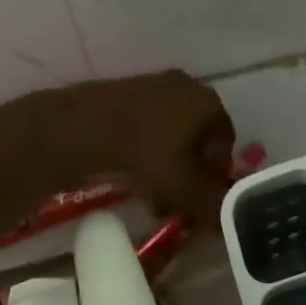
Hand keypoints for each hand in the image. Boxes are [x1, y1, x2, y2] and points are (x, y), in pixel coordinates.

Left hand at [70, 69, 235, 230]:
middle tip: (173, 203)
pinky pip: (146, 125)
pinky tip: (129, 173)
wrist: (79, 129)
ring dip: (166, 165)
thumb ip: (213, 206)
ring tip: (149, 195)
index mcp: (208, 102)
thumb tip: (226, 220)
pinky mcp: (125, 90)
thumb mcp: (185, 189)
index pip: (225, 145)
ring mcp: (153, 84)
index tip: (196, 202)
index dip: (214, 178)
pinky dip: (144, 149)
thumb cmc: (144, 155)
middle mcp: (186, 86)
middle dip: (188, 174)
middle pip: (197, 139)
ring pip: (170, 134)